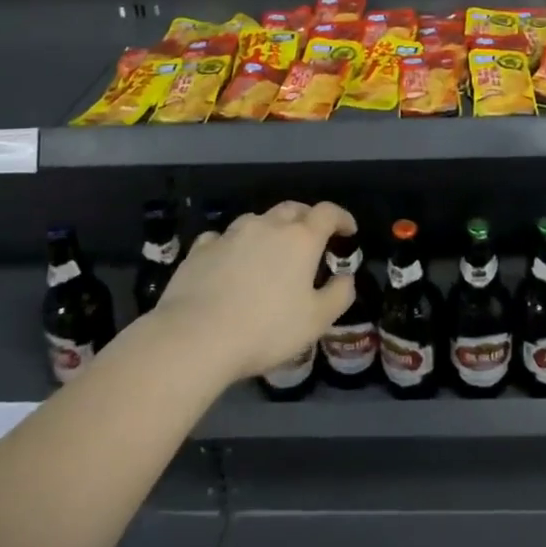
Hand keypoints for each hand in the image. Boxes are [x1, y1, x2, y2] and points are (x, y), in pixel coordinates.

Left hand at [150, 200, 358, 382]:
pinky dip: (233, 245)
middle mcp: (267, 226)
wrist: (196, 337)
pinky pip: (222, 237)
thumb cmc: (266, 329)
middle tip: (312, 236)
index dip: (342, 218)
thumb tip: (346, 278)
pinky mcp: (201, 249)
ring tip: (270, 250)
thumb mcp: (316, 321)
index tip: (349, 230)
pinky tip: (229, 261)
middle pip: (292, 209)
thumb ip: (339, 295)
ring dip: (269, 229)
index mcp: (300, 239)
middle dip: (307, 217)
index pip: (327, 213)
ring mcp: (231, 235)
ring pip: (257, 220)